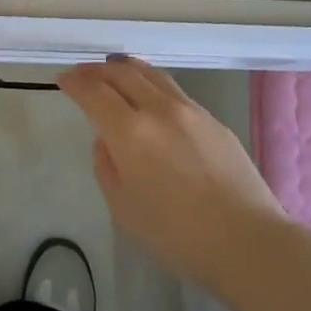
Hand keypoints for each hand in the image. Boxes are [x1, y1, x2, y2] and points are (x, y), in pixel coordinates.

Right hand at [58, 56, 285, 289]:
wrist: (247, 241)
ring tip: (114, 70)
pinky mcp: (214, 120)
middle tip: (83, 73)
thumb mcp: (125, 209)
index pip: (94, 92)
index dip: (75, 82)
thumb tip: (107, 141)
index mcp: (130, 132)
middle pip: (123, 73)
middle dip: (97, 70)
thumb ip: (107, 168)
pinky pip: (175, 91)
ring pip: (152, 75)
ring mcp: (191, 111)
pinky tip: (152, 95)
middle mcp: (159, 109)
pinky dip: (153, 84)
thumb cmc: (177, 235)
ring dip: (127, 69)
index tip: (63, 79)